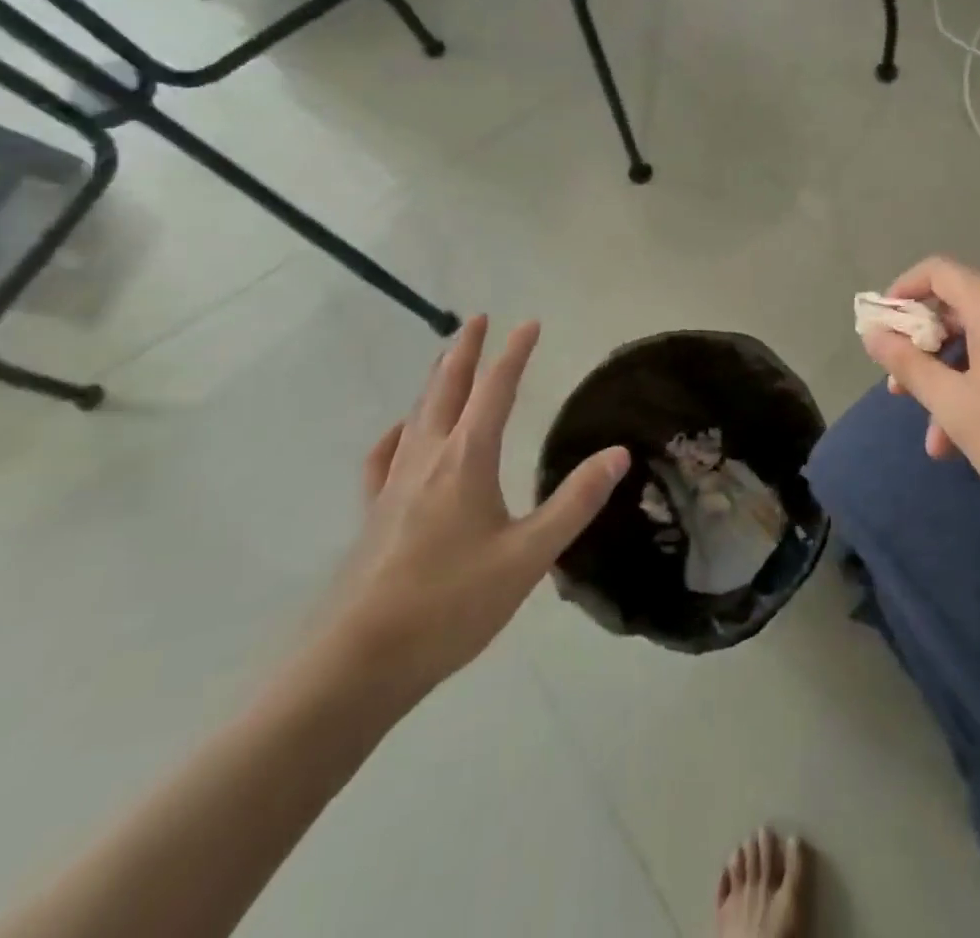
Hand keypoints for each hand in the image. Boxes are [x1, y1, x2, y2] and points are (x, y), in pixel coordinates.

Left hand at [326, 317, 628, 698]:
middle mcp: (428, 458)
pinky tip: (402, 433)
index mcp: (467, 459)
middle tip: (477, 319)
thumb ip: (575, 502)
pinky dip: (399, 431)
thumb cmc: (452, 604)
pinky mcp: (375, 513)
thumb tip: (618, 453)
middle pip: (447, 388)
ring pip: (418, 414)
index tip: (528, 323)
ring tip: (447, 361)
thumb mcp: (529, 555)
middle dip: (465, 350)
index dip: (514, 354)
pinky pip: (387, 455)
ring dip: (436, 380)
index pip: (495, 390)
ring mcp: (395, 484)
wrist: (360, 661)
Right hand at [860, 257, 979, 544]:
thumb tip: (873, 333)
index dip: (905, 290)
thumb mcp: (954, 407)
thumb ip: (908, 363)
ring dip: (958, 381)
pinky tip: (975, 436)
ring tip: (939, 439)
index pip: (942, 272)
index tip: (884, 326)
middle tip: (901, 391)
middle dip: (928, 350)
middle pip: (966, 311)